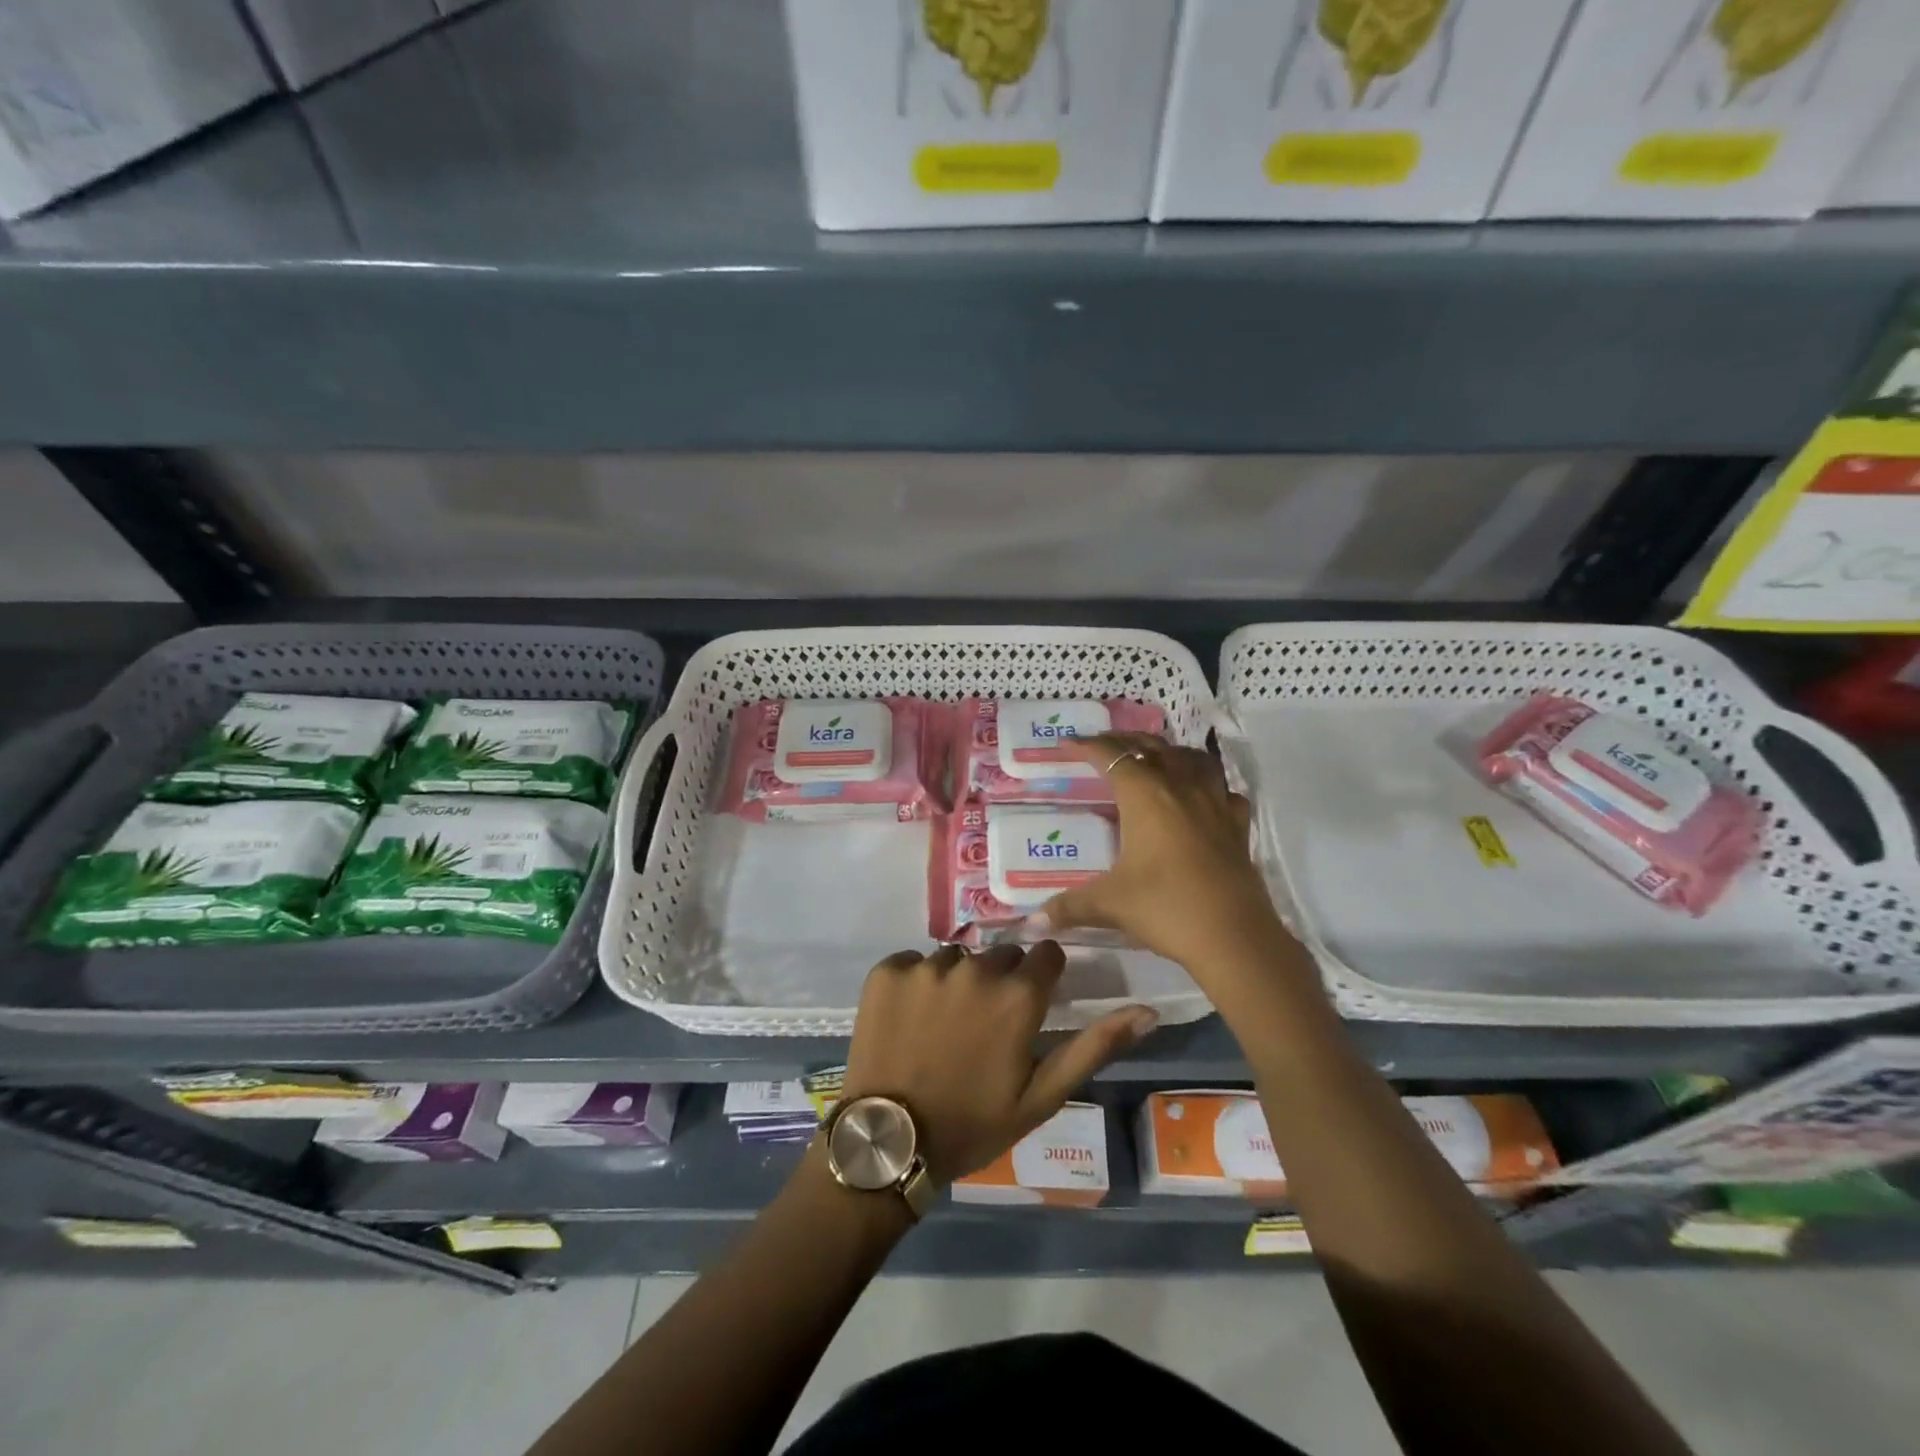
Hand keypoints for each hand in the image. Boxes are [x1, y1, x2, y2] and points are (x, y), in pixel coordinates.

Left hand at [842, 942, 1156, 1183]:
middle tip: (985, 1026)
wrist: (889, 1142)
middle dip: (1001, 981)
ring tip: (944, 1026)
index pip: (1045, 955)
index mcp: (1017, 995)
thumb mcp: (1042, 1096)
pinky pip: (914, 962)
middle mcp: (975, 968)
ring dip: (957, 981)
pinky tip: (910, 1019)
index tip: (1030, 1007)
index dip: (1042, 979)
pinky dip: (916, 983)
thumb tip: (1148, 1011)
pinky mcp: (888, 970)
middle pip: (1001, 955)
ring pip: (957, 958)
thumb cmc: (974, 1123)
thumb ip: (1095, 1047)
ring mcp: (926, 966)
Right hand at [1034, 733, 1290, 974]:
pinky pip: (1224, 791)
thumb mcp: (1109, 904)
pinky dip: (1209, 785)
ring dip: (1170, 752)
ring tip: (1155, 759)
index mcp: (1146, 795)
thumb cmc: (1166, 908)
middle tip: (1105, 745)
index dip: (1087, 746)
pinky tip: (1202, 798)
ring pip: (1193, 759)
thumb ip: (1069, 907)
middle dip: (1126, 741)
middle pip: (1153, 747)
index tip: (1068, 744)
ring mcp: (1215, 804)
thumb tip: (1033, 923)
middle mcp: (1181, 787)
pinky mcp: (1238, 826)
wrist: (1234, 937)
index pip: (1112, 756)